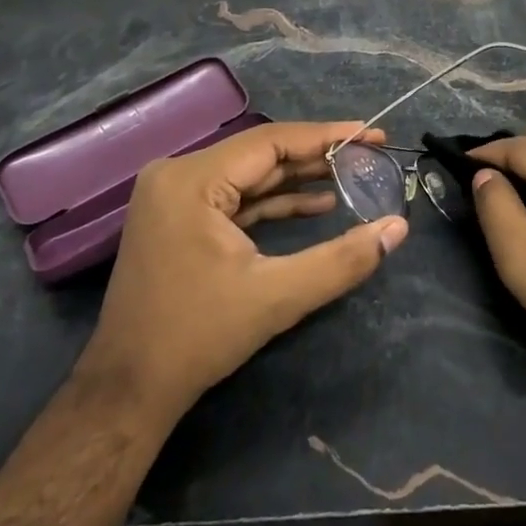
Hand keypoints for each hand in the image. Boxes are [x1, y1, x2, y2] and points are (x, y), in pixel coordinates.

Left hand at [78, 121, 407, 423]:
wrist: (128, 391)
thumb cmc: (197, 337)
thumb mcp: (276, 297)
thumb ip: (342, 260)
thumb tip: (398, 228)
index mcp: (192, 179)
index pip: (271, 141)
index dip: (327, 136)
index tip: (372, 133)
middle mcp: (178, 174)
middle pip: (261, 154)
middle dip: (317, 156)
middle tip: (369, 152)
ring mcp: (174, 195)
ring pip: (250, 174)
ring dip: (298, 178)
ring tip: (352, 175)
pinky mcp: (179, 216)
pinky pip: (235, 196)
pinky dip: (273, 201)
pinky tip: (316, 204)